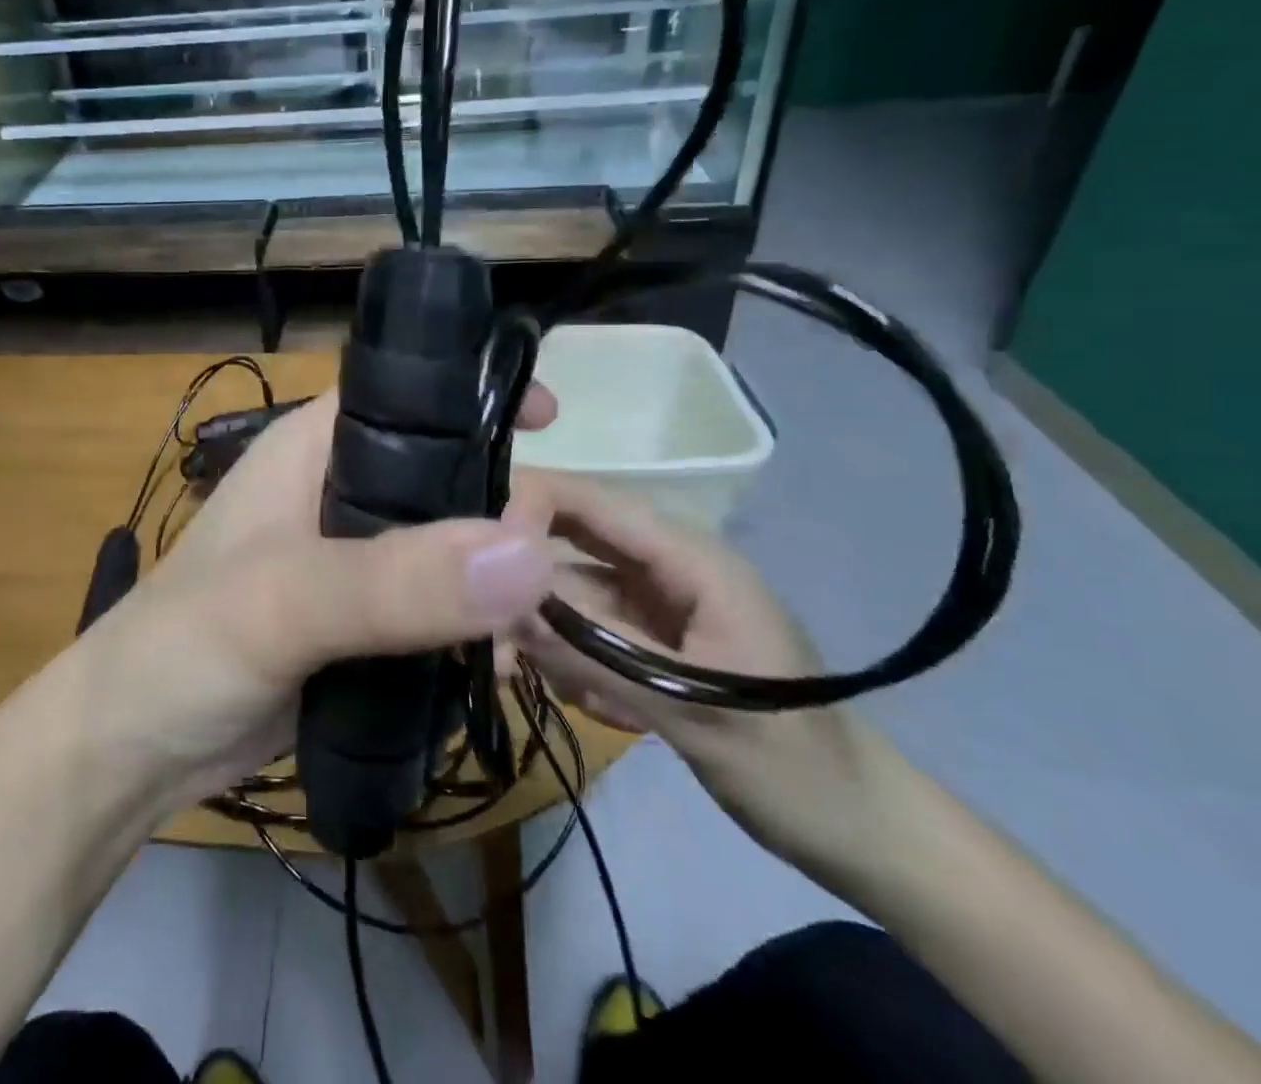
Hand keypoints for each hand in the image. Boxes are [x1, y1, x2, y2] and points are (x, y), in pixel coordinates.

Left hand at [82, 387, 558, 809]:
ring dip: (496, 577)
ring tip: (549, 621)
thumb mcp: (281, 603)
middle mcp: (337, 492)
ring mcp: (351, 562)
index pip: (407, 396)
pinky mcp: (359, 624)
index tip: (555, 421)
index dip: (475, 396)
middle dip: (503, 505)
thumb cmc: (184, 649)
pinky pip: (435, 609)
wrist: (130, 752)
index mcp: (313, 449)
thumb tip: (528, 553)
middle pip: (443, 475)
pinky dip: (473, 628)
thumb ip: (395, 581)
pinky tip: (510, 663)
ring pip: (446, 547)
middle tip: (558, 554)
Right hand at [502, 469, 907, 873]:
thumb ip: (596, 655)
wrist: (858, 830)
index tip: (475, 555)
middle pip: (569, 541)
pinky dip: (570, 660)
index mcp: (690, 559)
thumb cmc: (793, 765)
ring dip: (545, 633)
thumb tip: (502, 607)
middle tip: (485, 631)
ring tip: (547, 686)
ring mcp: (653, 602)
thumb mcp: (693, 712)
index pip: (592, 502)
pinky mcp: (646, 636)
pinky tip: (599, 707)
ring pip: (568, 590)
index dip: (529, 507)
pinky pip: (583, 628)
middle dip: (523, 581)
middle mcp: (664, 566)